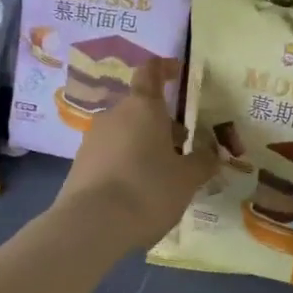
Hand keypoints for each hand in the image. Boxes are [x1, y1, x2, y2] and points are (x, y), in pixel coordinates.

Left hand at [55, 61, 216, 251]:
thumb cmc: (148, 190)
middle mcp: (115, 115)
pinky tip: (139, 191)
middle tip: (184, 149)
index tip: (179, 71)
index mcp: (143, 107)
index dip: (166, 68)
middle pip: (141, 108)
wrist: (91, 225)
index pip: (151, 71)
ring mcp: (93, 139)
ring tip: (164, 176)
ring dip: (146, 145)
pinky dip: (127, 163)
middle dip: (163, 124)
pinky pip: (111, 154)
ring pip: (126, 132)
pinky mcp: (80, 164)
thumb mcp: (187, 179)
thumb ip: (203, 162)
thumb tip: (212, 153)